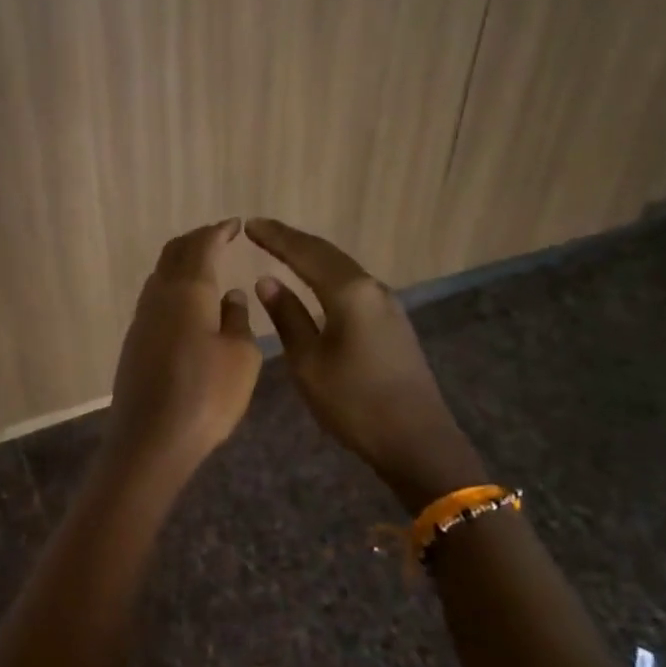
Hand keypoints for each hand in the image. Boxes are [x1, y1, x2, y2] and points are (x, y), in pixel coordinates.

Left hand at [104, 220, 262, 481]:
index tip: (235, 225)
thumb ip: (238, 320)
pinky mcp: (134, 341)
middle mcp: (159, 295)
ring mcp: (142, 318)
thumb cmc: (207, 395)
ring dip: (182, 263)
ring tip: (207, 266)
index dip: (219, 231)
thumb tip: (230, 296)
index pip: (201, 245)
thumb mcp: (241, 357)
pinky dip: (174, 287)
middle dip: (197, 241)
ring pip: (161, 275)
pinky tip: (189, 304)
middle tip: (220, 238)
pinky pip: (155, 298)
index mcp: (187, 290)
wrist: (151, 439)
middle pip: (174, 253)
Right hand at [246, 218, 482, 509]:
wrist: (417, 441)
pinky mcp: (392, 323)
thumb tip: (267, 281)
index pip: (306, 253)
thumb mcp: (308, 362)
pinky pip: (353, 285)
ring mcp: (387, 305)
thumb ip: (287, 317)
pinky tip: (313, 282)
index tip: (249, 225)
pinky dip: (327, 275)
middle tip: (260, 231)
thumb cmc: (354, 403)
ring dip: (311, 256)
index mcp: (350, 293)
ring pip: (342, 268)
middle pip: (327, 254)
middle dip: (292, 241)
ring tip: (282, 250)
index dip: (276, 238)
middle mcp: (372, 289)